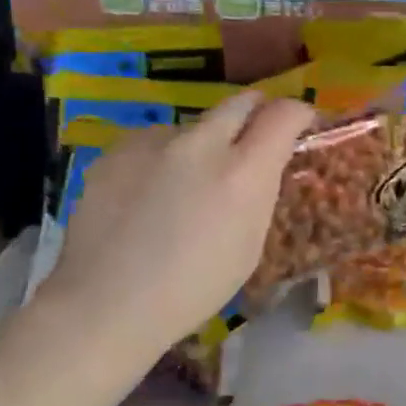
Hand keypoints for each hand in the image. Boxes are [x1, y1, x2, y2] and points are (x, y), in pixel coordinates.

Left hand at [50, 92, 315, 354]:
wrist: (106, 303)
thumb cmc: (191, 290)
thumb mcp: (248, 247)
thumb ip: (258, 194)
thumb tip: (259, 168)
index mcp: (243, 172)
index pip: (284, 115)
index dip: (297, 115)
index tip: (299, 126)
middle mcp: (201, 144)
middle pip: (240, 103)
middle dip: (255, 114)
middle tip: (252, 141)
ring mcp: (154, 142)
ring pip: (192, 126)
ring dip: (201, 145)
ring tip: (184, 186)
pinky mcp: (117, 149)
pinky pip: (153, 143)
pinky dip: (161, 160)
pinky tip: (145, 197)